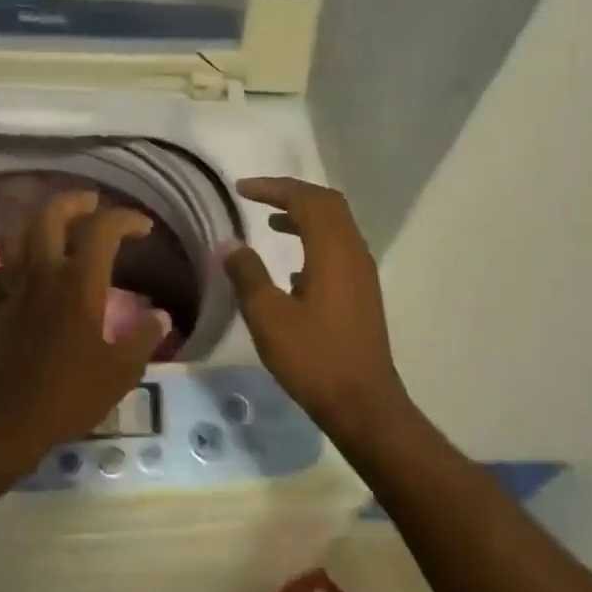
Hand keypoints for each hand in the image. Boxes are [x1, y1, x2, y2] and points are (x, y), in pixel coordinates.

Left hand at [0, 190, 168, 469]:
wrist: (2, 422)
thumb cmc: (67, 395)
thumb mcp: (120, 372)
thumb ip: (143, 338)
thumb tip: (161, 316)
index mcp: (78, 282)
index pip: (102, 229)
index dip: (125, 219)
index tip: (143, 228)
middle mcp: (42, 274)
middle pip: (49, 216)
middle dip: (74, 202)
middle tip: (93, 204)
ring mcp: (12, 289)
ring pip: (16, 237)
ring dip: (37, 226)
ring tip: (56, 233)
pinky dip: (10, 265)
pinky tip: (22, 275)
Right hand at [221, 177, 413, 441]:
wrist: (363, 404)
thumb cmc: (313, 358)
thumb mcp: (268, 316)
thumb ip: (247, 274)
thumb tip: (229, 244)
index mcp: (333, 251)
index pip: (306, 199)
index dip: (273, 188)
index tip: (240, 189)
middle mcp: (354, 253)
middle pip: (327, 205)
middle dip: (291, 194)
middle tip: (257, 197)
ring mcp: (362, 275)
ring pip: (335, 227)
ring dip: (304, 217)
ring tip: (270, 223)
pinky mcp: (362, 294)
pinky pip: (338, 251)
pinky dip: (313, 242)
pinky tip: (292, 270)